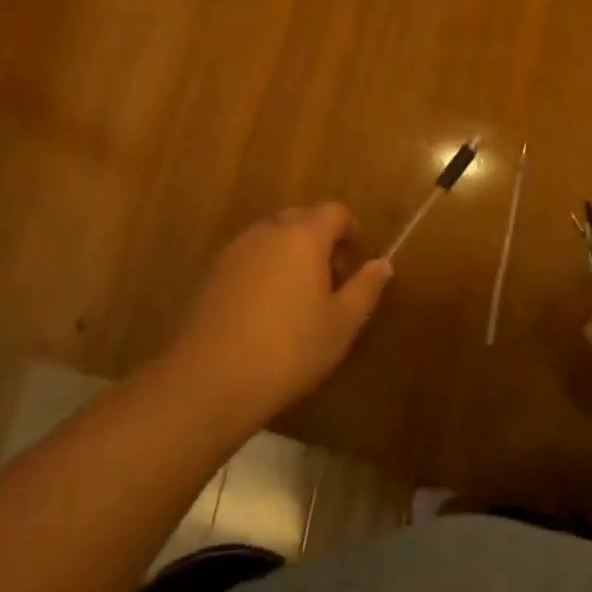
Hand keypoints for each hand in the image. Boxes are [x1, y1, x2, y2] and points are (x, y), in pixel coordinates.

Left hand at [164, 204, 392, 428]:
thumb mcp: (341, 324)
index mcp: (303, 235)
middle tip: (329, 282)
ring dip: (289, 255)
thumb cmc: (289, 349)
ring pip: (272, 238)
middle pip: (301, 219)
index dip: (350, 231)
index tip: (355, 262)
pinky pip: (248, 258)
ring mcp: (235, 249)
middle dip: (319, 241)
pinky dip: (262, 271)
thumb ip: (365, 288)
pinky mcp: (211, 272)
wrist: (209, 380)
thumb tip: (382, 263)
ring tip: (296, 300)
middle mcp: (267, 231)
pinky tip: (262, 312)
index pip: (334, 212)